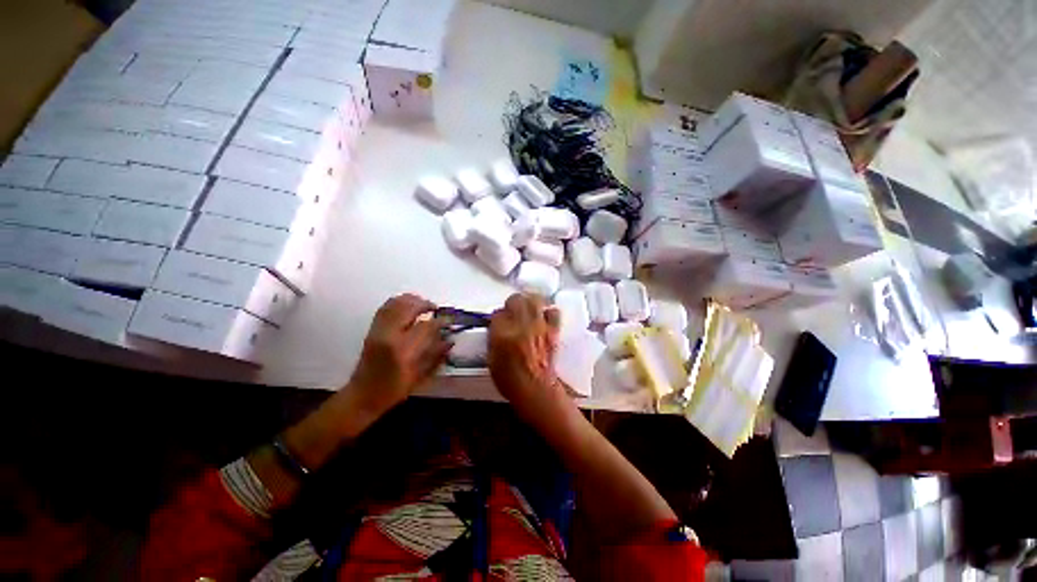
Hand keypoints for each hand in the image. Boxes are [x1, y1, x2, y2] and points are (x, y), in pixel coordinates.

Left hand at [348, 294, 450, 415]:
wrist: (362, 395)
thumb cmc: (392, 390)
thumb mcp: (418, 377)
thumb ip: (435, 356)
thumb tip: (450, 340)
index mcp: (402, 349)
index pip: (426, 326)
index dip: (441, 321)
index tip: (450, 321)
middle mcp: (389, 335)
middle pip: (409, 308)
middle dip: (425, 304)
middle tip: (436, 309)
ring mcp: (378, 330)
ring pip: (396, 304)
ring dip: (412, 300)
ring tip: (423, 305)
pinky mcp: (372, 329)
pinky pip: (385, 308)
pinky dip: (398, 302)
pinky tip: (407, 306)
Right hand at [488, 293, 567, 417]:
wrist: (537, 390)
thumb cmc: (511, 380)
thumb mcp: (492, 359)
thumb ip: (494, 338)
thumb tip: (498, 326)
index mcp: (502, 334)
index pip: (497, 313)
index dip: (498, 317)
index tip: (499, 322)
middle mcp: (521, 325)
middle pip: (516, 300)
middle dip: (513, 303)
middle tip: (512, 311)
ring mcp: (539, 326)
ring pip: (535, 300)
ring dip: (530, 303)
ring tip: (529, 310)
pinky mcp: (553, 330)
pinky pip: (552, 312)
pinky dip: (548, 312)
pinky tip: (544, 318)